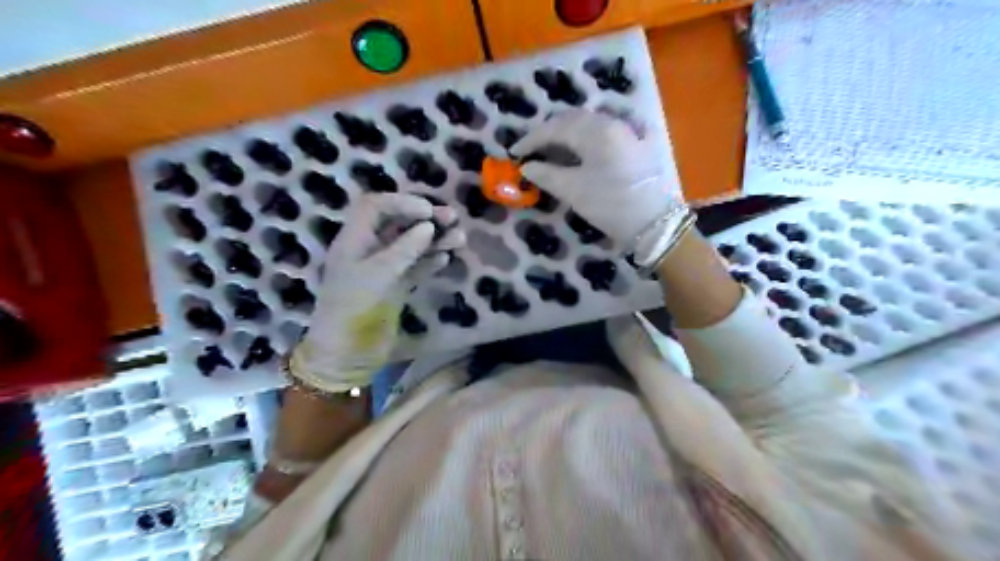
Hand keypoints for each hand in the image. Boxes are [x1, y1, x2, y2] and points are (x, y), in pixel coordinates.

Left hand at [286, 196, 462, 392]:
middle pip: (397, 223)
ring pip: (411, 245)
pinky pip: (416, 267)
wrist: (347, 353)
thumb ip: (404, 249)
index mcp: (354, 240)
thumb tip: (428, 226)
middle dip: (424, 218)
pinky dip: (431, 260)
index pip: (375, 206)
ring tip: (459, 238)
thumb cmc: (353, 308)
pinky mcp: (396, 286)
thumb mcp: (377, 274)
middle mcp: (369, 249)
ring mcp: (384, 269)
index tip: (427, 211)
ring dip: (434, 239)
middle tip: (452, 218)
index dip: (401, 202)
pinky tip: (446, 257)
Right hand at [510, 110, 692, 267]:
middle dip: (550, 132)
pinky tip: (593, 142)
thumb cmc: (610, 205)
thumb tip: (527, 166)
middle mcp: (613, 123)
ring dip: (571, 133)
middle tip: (532, 149)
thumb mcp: (574, 191)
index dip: (532, 139)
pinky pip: (614, 132)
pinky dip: (596, 135)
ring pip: (593, 124)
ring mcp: (630, 132)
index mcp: (595, 131)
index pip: (556, 128)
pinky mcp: (643, 146)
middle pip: (574, 120)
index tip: (515, 153)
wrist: (655, 223)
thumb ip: (547, 174)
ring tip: (555, 148)